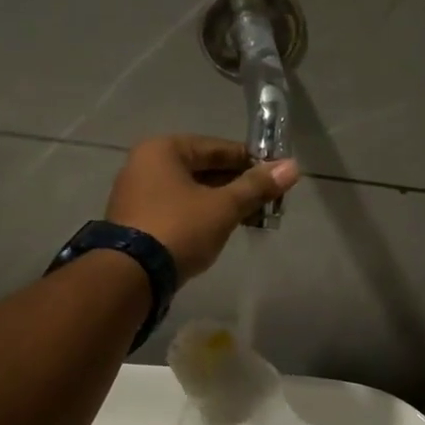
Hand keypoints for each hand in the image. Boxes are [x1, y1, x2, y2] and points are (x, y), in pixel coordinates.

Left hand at [105, 136, 299, 280]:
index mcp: (163, 149)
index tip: (275, 175)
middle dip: (236, 185)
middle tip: (266, 201)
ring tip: (249, 217)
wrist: (130, 276)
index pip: (217, 148)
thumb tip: (293, 166)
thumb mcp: (223, 207)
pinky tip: (221, 229)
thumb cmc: (180, 229)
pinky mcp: (135, 221)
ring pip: (190, 191)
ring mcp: (136, 193)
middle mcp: (145, 164)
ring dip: (219, 202)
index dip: (250, 161)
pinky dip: (199, 215)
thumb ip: (257, 186)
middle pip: (202, 168)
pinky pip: (176, 208)